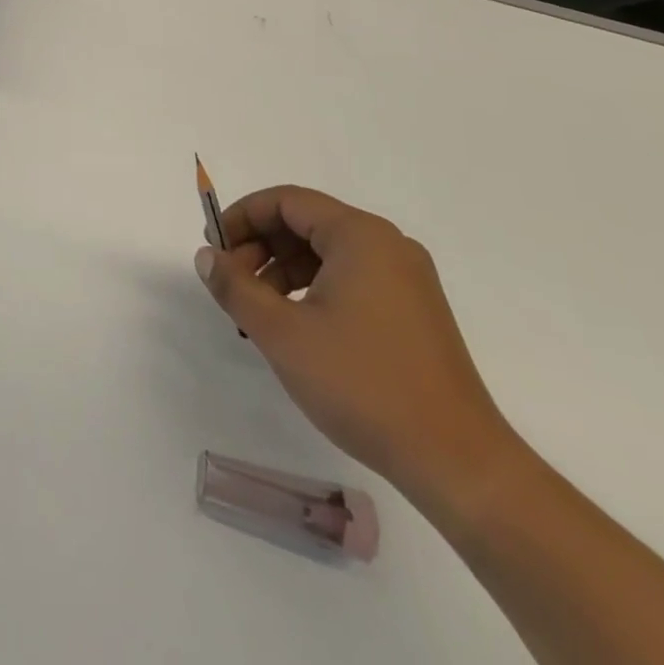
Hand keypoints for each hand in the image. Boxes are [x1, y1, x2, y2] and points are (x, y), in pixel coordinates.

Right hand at [195, 186, 520, 510]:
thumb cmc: (363, 384)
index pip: (286, 201)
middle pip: (306, 223)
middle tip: (231, 284)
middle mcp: (387, 245)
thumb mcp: (282, 333)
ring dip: (282, 270)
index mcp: (360, 236)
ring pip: (326, 252)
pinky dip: (312, 289)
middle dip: (260, 246)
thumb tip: (206, 257)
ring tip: (257, 311)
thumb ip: (235, 286)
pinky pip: (349, 277)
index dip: (242, 217)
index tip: (214, 250)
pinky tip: (294, 326)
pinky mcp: (413, 311)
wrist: (457, 463)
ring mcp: (406, 279)